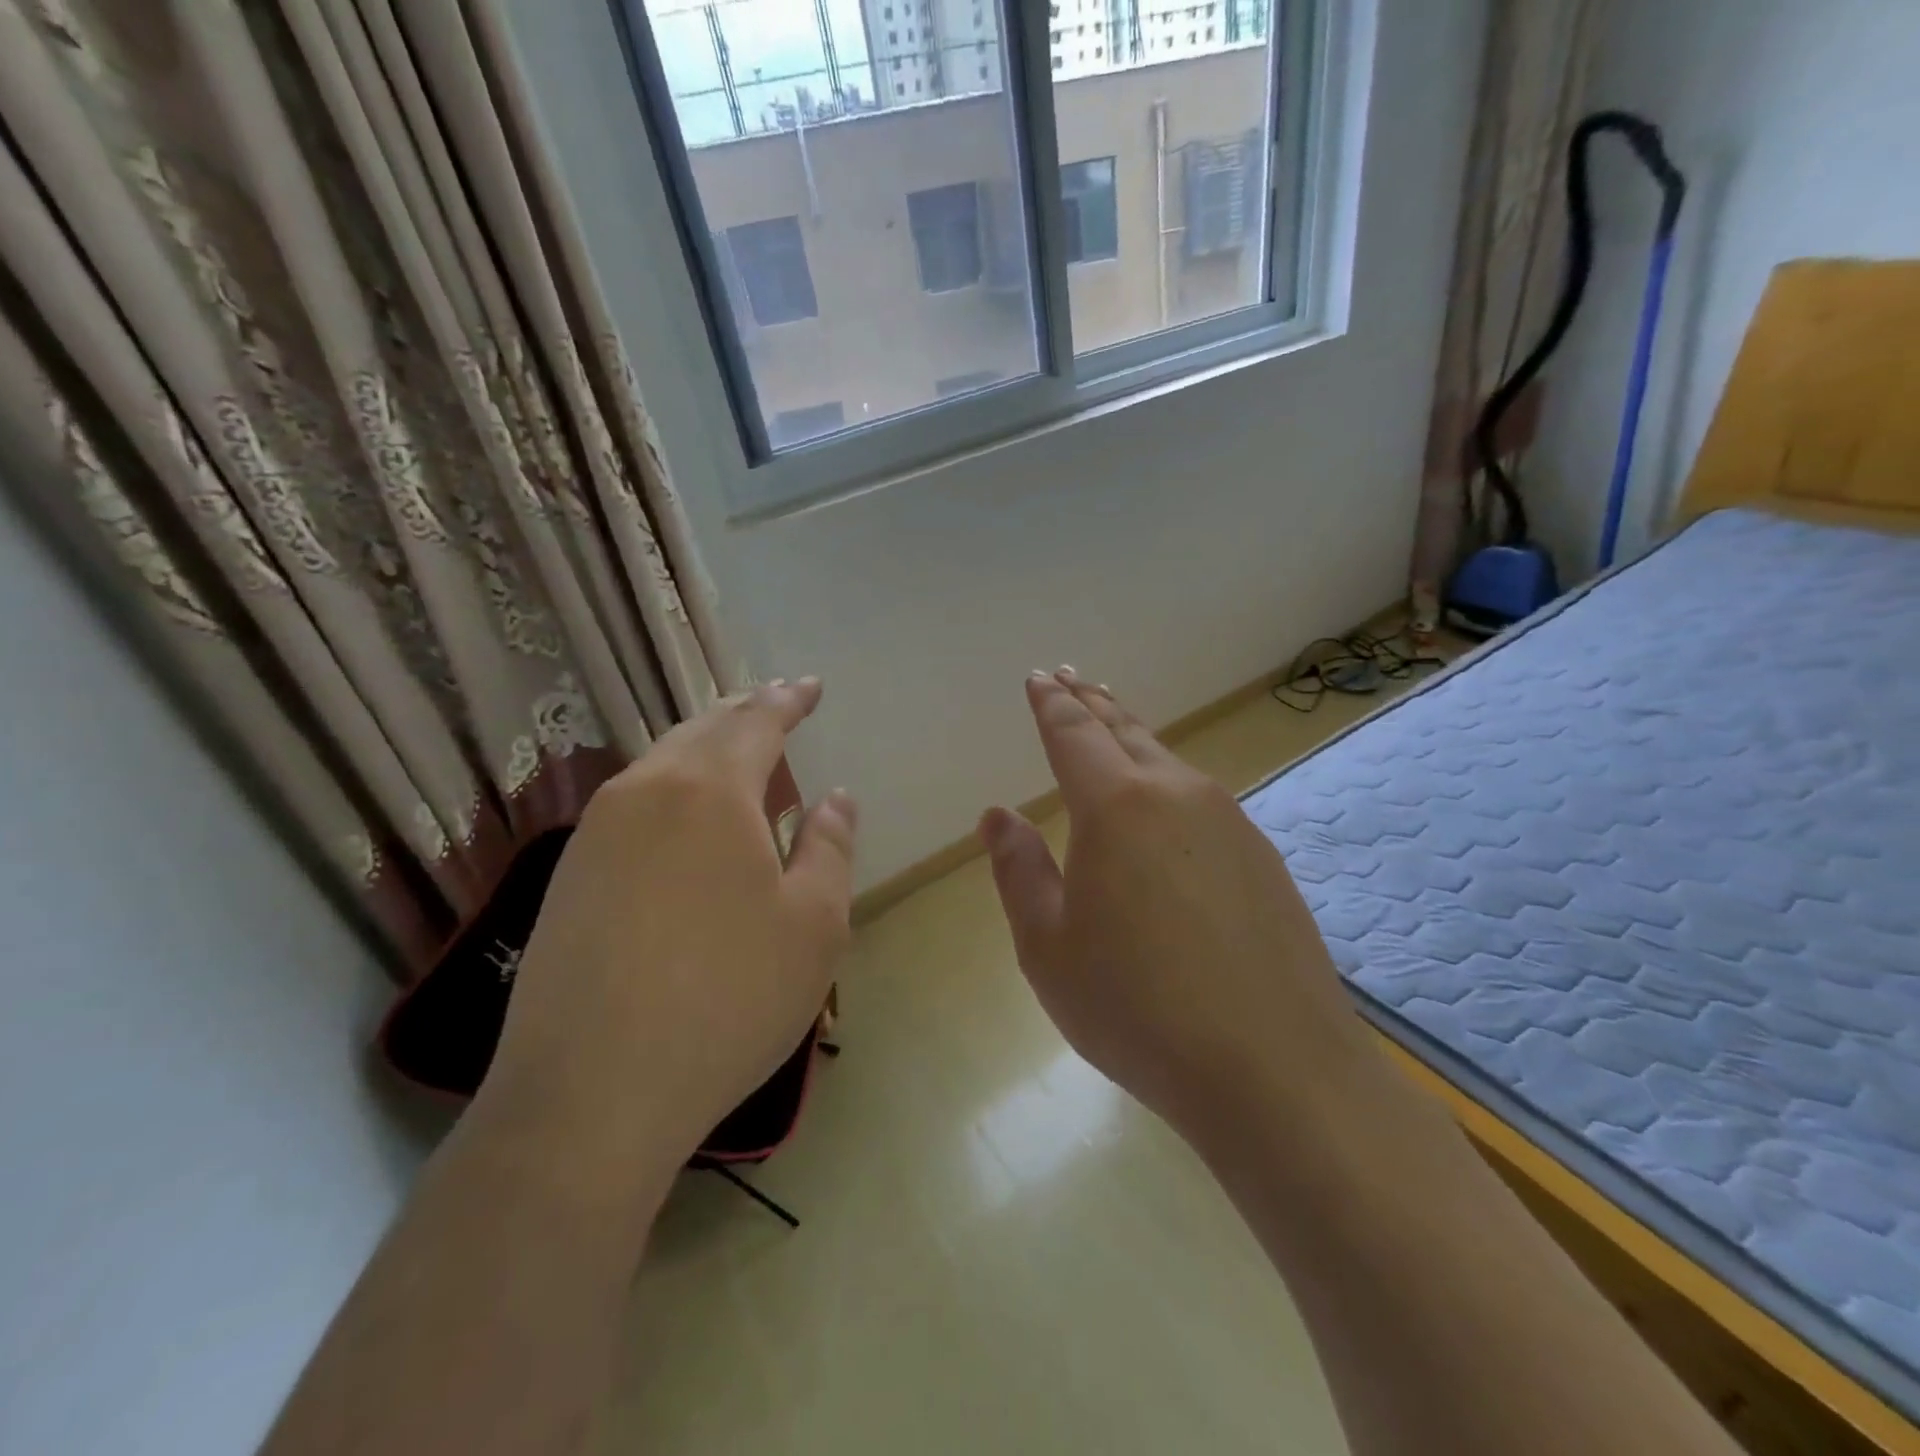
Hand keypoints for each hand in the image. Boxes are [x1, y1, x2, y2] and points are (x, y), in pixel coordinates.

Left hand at [481, 679, 855, 1179]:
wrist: (589, 1095)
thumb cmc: (727, 999)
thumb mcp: (814, 924)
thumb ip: (830, 847)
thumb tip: (834, 800)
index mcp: (708, 791)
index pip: (755, 721)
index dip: (787, 700)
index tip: (809, 686)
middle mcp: (643, 792)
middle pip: (700, 731)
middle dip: (743, 714)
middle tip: (775, 706)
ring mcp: (595, 833)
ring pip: (660, 765)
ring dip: (704, 751)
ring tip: (738, 758)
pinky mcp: (569, 876)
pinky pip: (633, 805)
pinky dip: (673, 791)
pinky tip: (688, 825)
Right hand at [979, 669, 1369, 1143]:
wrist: (1275, 1070)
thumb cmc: (1137, 1007)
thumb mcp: (1049, 946)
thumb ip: (1020, 871)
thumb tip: (999, 816)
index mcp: (1116, 807)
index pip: (1074, 734)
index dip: (1051, 704)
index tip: (1039, 677)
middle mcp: (1177, 795)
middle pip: (1126, 731)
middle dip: (1092, 702)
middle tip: (1070, 678)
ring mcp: (1231, 823)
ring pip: (1169, 761)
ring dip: (1133, 736)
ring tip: (1113, 723)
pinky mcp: (1262, 858)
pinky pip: (1202, 799)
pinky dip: (1169, 781)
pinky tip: (1167, 803)